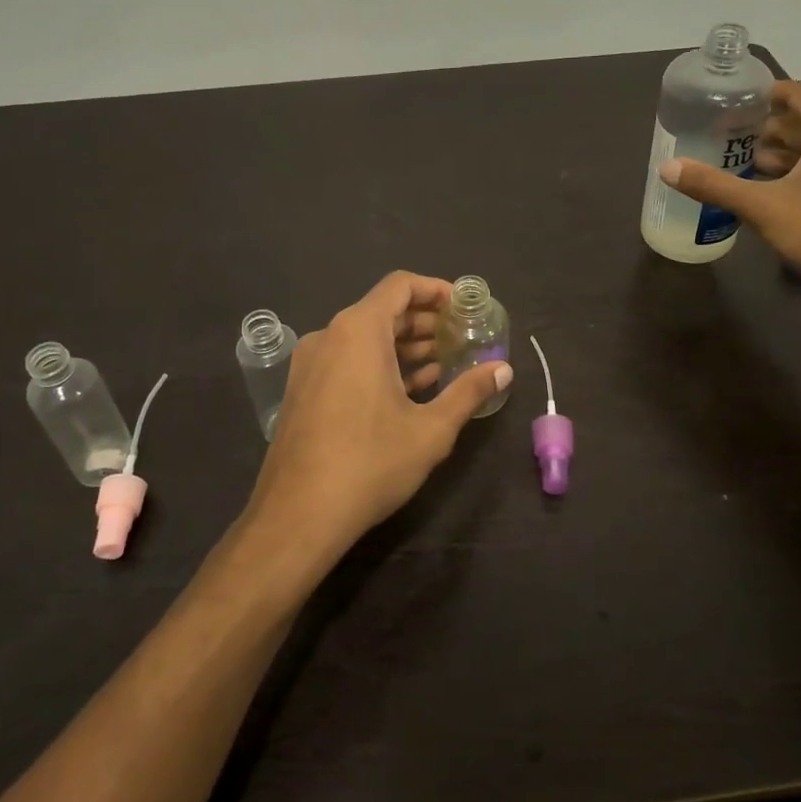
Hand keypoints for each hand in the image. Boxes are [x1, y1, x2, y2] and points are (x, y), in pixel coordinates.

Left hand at [245, 271, 511, 566]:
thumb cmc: (370, 463)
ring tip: (442, 366)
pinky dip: (379, 365)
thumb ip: (468, 391)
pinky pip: (347, 360)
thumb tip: (503, 369)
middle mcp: (329, 336)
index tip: (464, 308)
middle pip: (382, 310)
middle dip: (425, 323)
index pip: (400, 285)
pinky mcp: (303, 390)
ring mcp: (310, 364)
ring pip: (364, 338)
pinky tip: (408, 391)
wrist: (297, 516)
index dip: (436, 290)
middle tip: (461, 340)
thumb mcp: (431, 429)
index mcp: (358, 331)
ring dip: (404, 346)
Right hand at [658, 81, 800, 320]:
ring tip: (743, 162)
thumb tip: (668, 168)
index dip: (765, 93)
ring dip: (783, 152)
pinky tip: (771, 193)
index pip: (799, 93)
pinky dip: (799, 173)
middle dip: (768, 127)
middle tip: (728, 135)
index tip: (733, 101)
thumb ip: (714, 185)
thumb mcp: (761, 207)